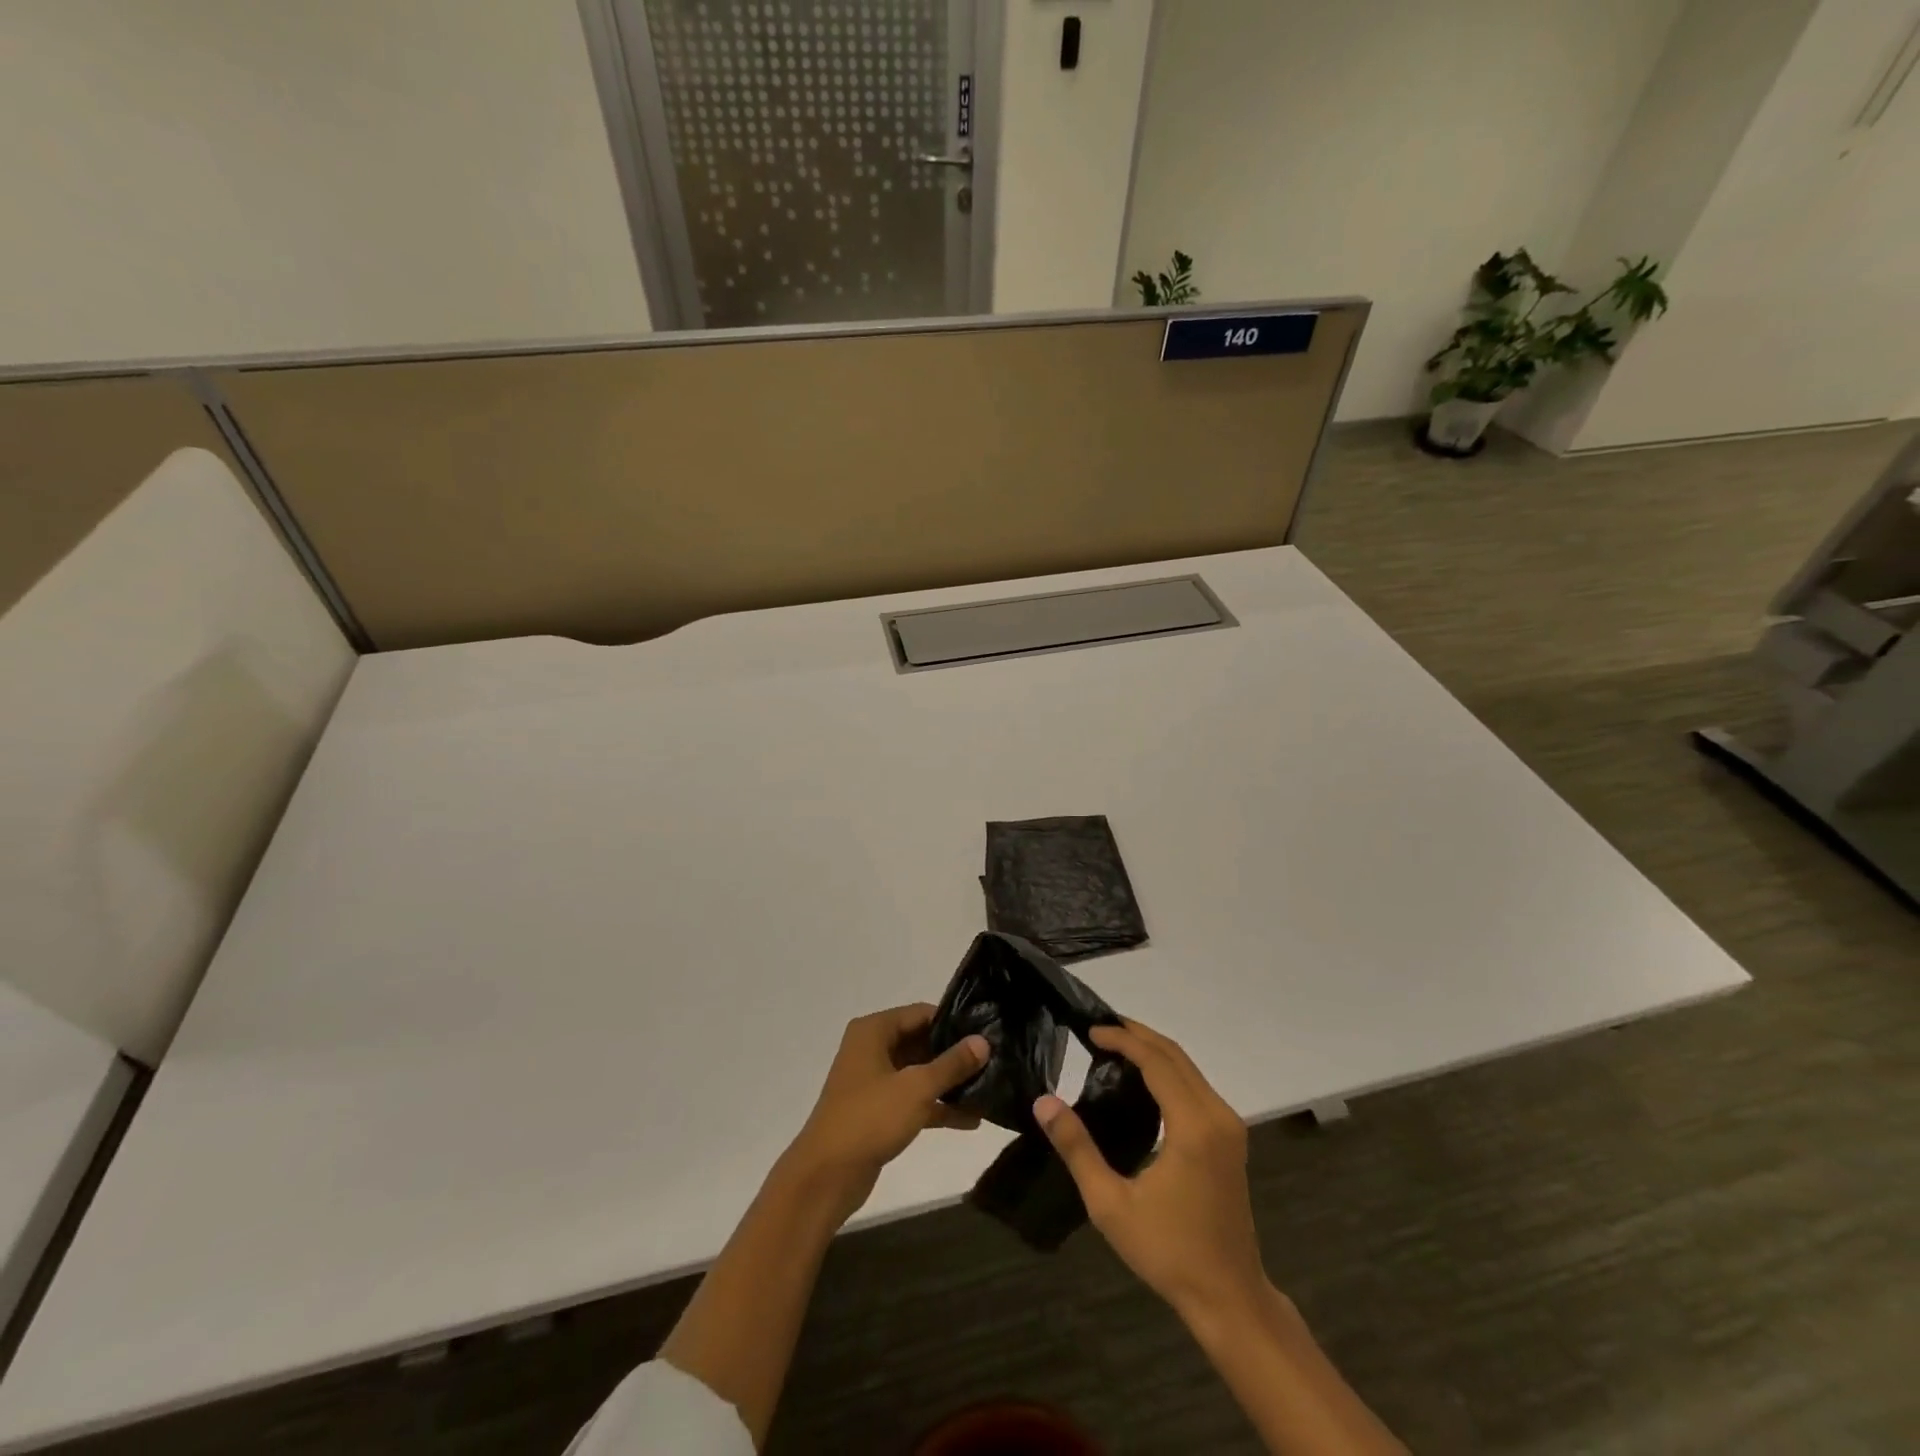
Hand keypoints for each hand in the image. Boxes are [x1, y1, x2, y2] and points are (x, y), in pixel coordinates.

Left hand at [783, 1003, 988, 1225]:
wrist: (826, 1177)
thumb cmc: (870, 1118)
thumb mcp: (916, 1087)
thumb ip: (952, 1064)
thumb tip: (983, 1041)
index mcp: (874, 1031)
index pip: (921, 1013)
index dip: (953, 1022)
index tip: (987, 1032)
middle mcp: (872, 1049)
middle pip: (921, 1042)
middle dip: (954, 1054)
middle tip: (993, 1060)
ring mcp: (874, 1081)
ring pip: (919, 1073)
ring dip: (949, 1083)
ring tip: (990, 1088)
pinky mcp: (878, 1112)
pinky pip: (914, 1100)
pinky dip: (937, 1107)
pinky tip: (971, 1119)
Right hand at [1035, 1019, 1268, 1328]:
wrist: (1229, 1297)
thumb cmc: (1168, 1251)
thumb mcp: (1110, 1204)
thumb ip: (1077, 1148)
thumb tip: (1044, 1102)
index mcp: (1193, 1125)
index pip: (1157, 1060)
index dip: (1123, 1038)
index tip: (1090, 1030)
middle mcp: (1217, 1115)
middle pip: (1176, 1055)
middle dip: (1137, 1034)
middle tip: (1098, 1028)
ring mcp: (1228, 1126)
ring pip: (1189, 1067)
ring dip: (1153, 1050)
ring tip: (1113, 1046)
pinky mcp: (1230, 1138)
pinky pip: (1196, 1086)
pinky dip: (1168, 1070)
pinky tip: (1142, 1078)